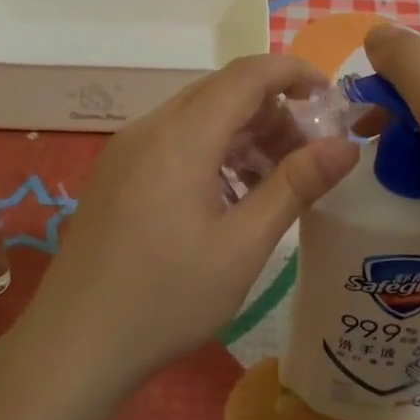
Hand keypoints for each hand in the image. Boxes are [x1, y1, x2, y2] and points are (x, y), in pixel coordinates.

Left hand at [20, 54, 358, 390]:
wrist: (73, 347)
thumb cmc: (166, 298)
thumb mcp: (243, 245)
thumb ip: (296, 186)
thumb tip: (346, 146)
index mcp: (181, 136)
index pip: (247, 74)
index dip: (293, 72)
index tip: (331, 95)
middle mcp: (150, 128)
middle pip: (222, 93)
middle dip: (273, 112)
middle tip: (309, 156)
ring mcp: (127, 150)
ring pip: (198, 117)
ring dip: (244, 135)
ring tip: (275, 183)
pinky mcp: (117, 174)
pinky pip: (175, 142)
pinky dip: (213, 153)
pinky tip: (231, 198)